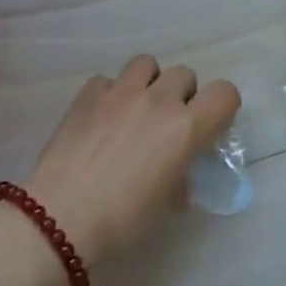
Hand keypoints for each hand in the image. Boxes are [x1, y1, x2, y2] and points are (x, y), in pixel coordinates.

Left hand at [21, 55, 240, 270]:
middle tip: (167, 123)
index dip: (222, 107)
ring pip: (147, 64)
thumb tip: (178, 175)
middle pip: (184, 74)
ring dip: (148, 83)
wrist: (59, 220)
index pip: (225, 93)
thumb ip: (181, 178)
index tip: (210, 126)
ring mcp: (120, 92)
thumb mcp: (165, 204)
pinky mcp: (87, 95)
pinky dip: (109, 94)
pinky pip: (107, 80)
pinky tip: (100, 119)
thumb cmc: (122, 221)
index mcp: (186, 128)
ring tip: (135, 109)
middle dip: (182, 94)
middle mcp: (158, 101)